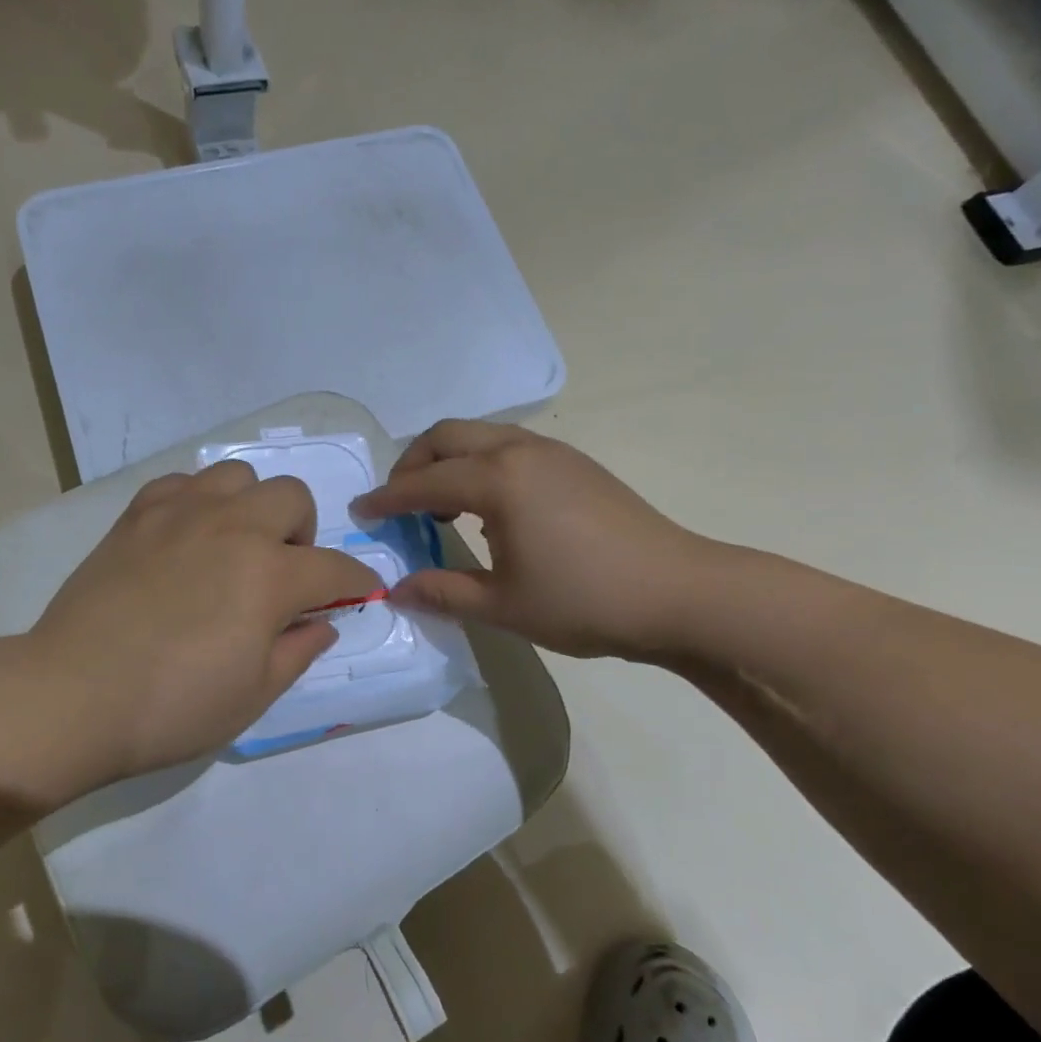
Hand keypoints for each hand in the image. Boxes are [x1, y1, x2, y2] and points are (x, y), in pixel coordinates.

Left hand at [27, 461, 380, 782]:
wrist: (74, 695)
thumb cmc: (173, 707)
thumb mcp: (254, 696)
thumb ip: (299, 651)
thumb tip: (323, 623)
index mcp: (270, 575)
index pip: (334, 567)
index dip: (356, 581)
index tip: (360, 592)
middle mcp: (233, 528)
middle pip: (292, 497)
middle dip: (303, 533)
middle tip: (282, 575)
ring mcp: (181, 513)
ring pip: (238, 475)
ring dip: (252, 506)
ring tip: (235, 546)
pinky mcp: (137, 515)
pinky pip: (182, 482)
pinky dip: (198, 501)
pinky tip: (187, 536)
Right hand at [352, 420, 727, 660]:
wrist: (680, 592)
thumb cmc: (585, 600)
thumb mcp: (504, 605)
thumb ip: (443, 591)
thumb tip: (396, 589)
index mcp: (498, 480)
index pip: (424, 482)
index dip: (387, 499)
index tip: (360, 512)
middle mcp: (520, 451)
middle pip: (447, 436)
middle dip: (413, 463)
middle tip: (398, 502)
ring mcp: (553, 452)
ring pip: (481, 436)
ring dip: (449, 461)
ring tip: (440, 505)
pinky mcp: (576, 463)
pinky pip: (509, 446)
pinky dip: (481, 464)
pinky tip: (489, 506)